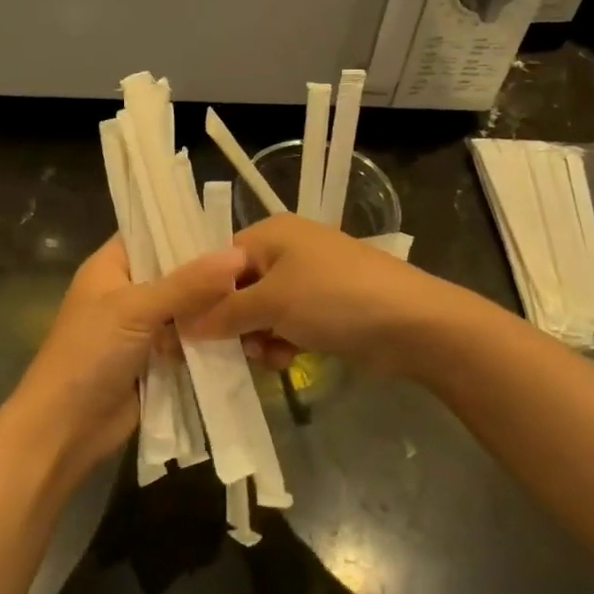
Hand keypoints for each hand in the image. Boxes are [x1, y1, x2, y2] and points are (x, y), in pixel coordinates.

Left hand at [8, 236, 245, 481]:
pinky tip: (248, 331)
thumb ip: (188, 284)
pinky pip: (189, 341)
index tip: (232, 225)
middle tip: (259, 263)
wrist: (64, 430)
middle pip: (175, 272)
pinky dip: (211, 339)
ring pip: (186, 309)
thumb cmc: (89, 354)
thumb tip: (239, 254)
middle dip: (210, 272)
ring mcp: (142, 328)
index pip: (151, 232)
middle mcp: (128, 291)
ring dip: (214, 308)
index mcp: (111, 266)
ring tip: (261, 295)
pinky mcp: (156, 360)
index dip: (187, 227)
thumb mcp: (136, 310)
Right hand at [186, 214, 473, 374]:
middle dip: (231, 322)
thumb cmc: (333, 298)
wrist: (411, 324)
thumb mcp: (272, 302)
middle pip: (238, 288)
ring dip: (257, 337)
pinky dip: (282, 342)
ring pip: (261, 312)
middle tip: (225, 352)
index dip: (200, 296)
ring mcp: (309, 280)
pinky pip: (287, 325)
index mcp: (271, 233)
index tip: (183, 331)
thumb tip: (182, 326)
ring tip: (266, 356)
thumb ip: (224, 313)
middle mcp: (287, 250)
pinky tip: (286, 360)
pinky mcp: (325, 309)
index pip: (218, 260)